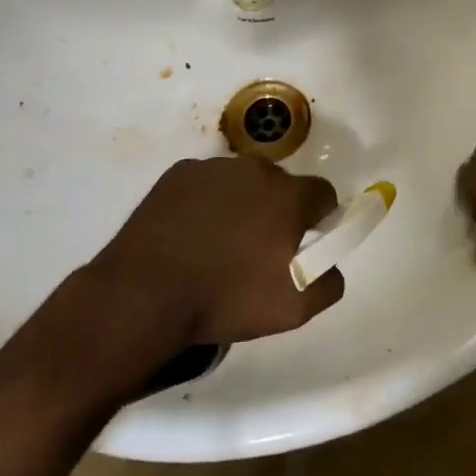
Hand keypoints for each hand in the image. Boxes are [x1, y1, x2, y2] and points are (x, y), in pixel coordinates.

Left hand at [89, 155, 345, 346]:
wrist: (144, 295)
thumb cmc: (226, 299)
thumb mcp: (294, 308)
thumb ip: (329, 282)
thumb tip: (331, 264)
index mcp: (289, 194)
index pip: (323, 194)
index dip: (319, 218)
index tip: (305, 243)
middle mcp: (257, 168)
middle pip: (282, 185)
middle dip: (278, 210)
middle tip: (259, 249)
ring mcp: (215, 167)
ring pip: (243, 182)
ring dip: (242, 204)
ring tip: (219, 244)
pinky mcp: (179, 173)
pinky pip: (207, 184)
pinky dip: (206, 202)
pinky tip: (190, 234)